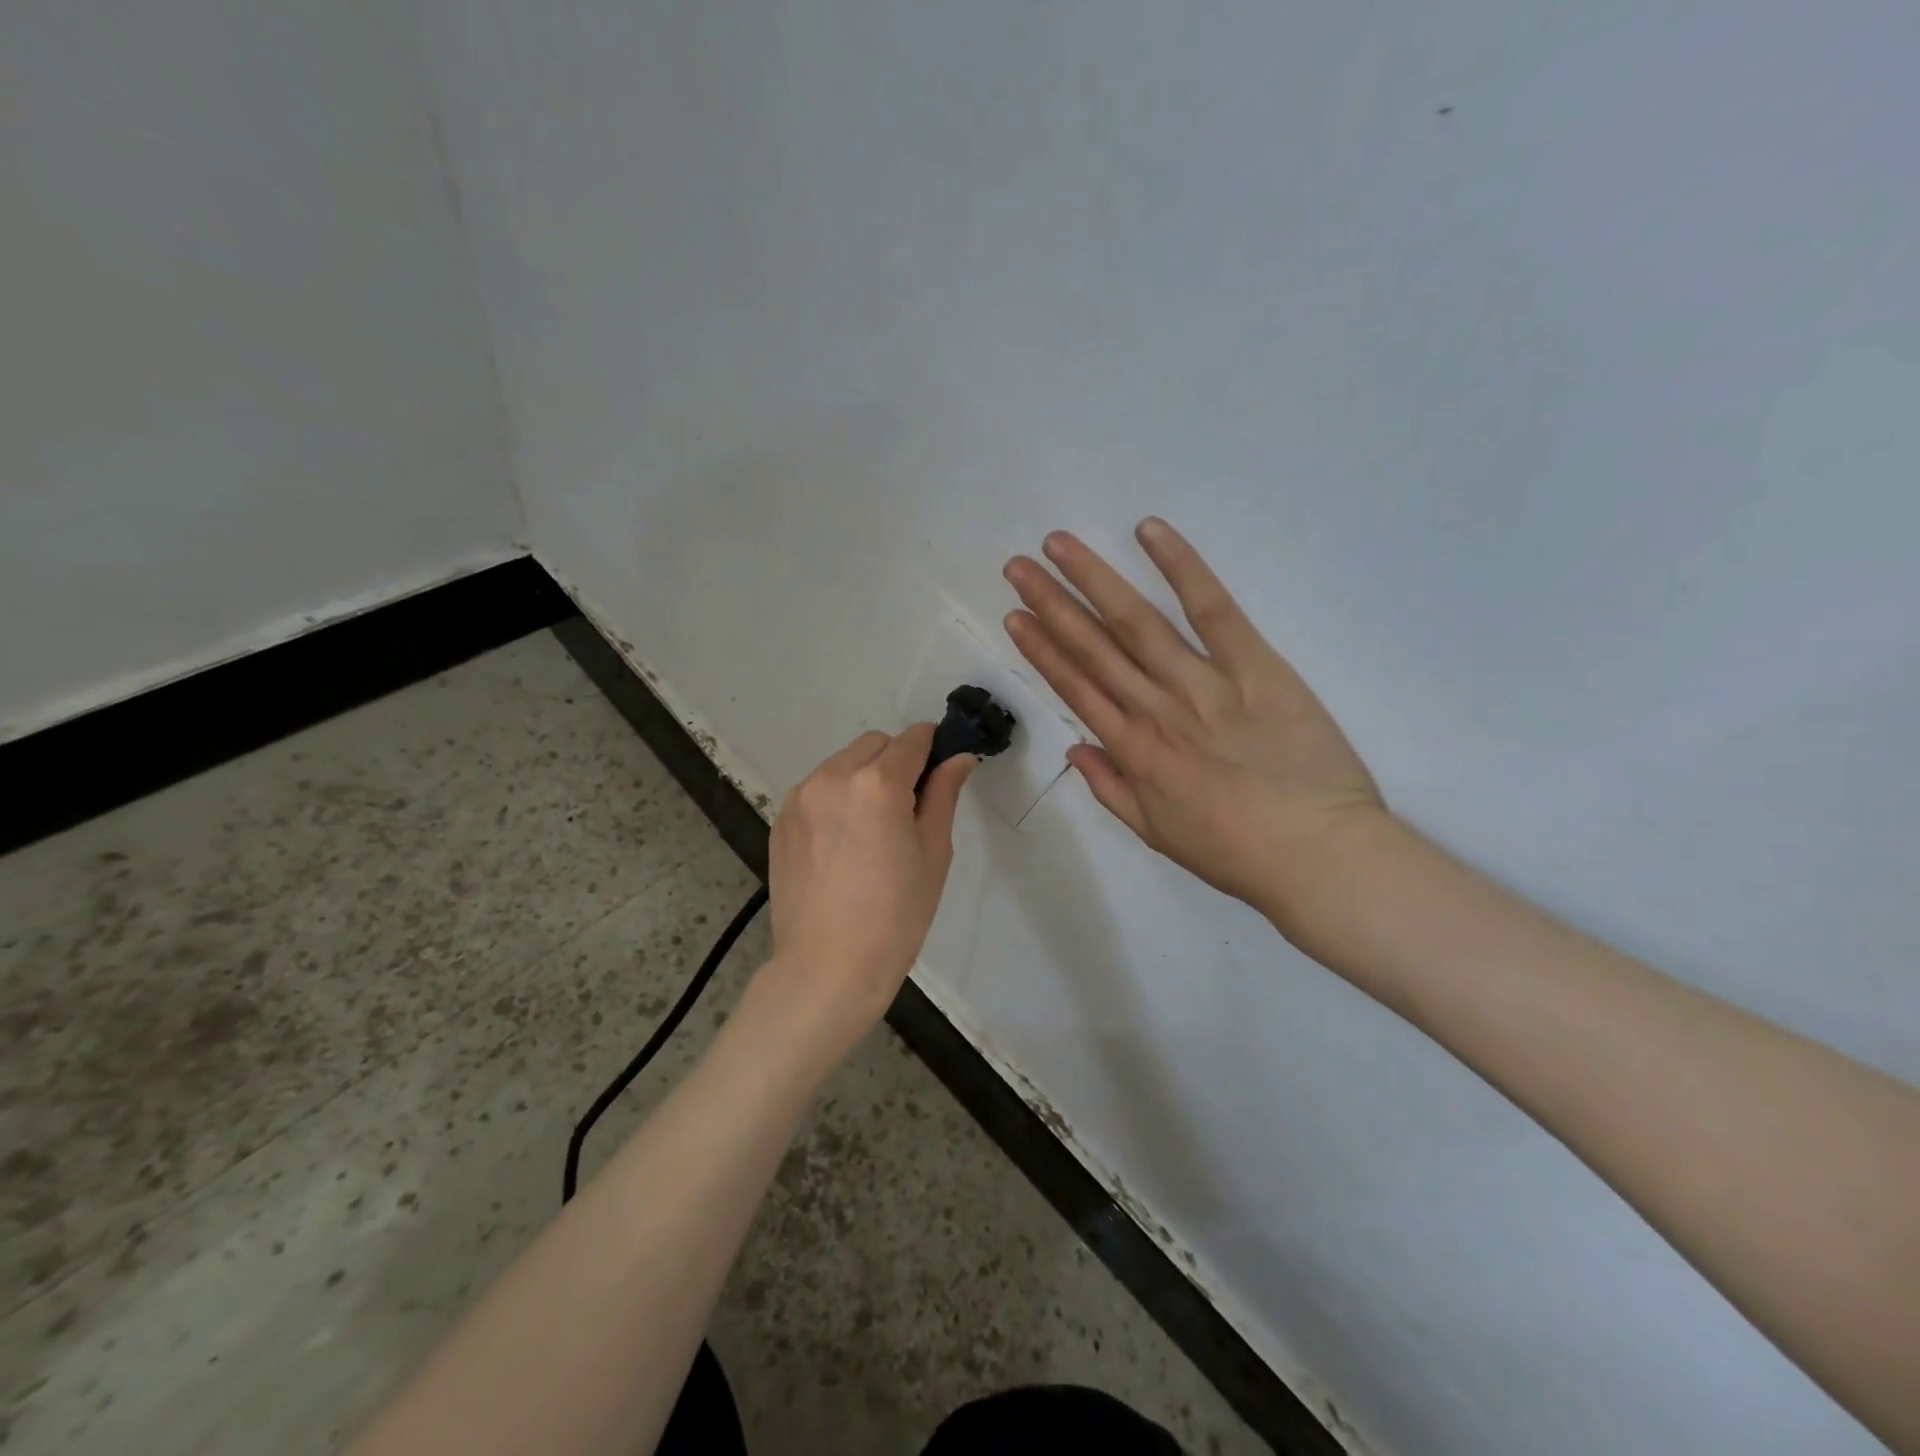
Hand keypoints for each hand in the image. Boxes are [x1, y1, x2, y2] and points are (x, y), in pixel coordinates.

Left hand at [763, 724, 975, 1046]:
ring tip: (871, 831)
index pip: (912, 739)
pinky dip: (836, 799)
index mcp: (877, 784)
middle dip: (896, 762)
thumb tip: (959, 757)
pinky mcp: (781, 819)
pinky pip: (817, 789)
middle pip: (874, 745)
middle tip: (907, 810)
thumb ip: (944, 795)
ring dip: (863, 778)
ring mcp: (800, 797)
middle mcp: (833, 777)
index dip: (933, 748)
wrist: (827, 968)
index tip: (941, 770)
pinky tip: (842, 844)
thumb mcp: (933, 854)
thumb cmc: (895, 916)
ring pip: (842, 764)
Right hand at [1003, 518, 1385, 929]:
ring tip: (1058, 545)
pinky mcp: (1255, 666)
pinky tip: (1149, 531)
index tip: (1014, 616)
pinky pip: (1212, 609)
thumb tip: (1075, 748)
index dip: (1041, 649)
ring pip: (1136, 622)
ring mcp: (1203, 684)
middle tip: (1017, 566)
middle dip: (1050, 604)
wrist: (1318, 857)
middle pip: (1093, 647)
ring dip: (1093, 579)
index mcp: (1133, 751)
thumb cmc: (1236, 852)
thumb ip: (1110, 789)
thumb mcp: (1158, 834)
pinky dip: (1181, 567)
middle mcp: (1155, 710)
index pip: (1076, 687)